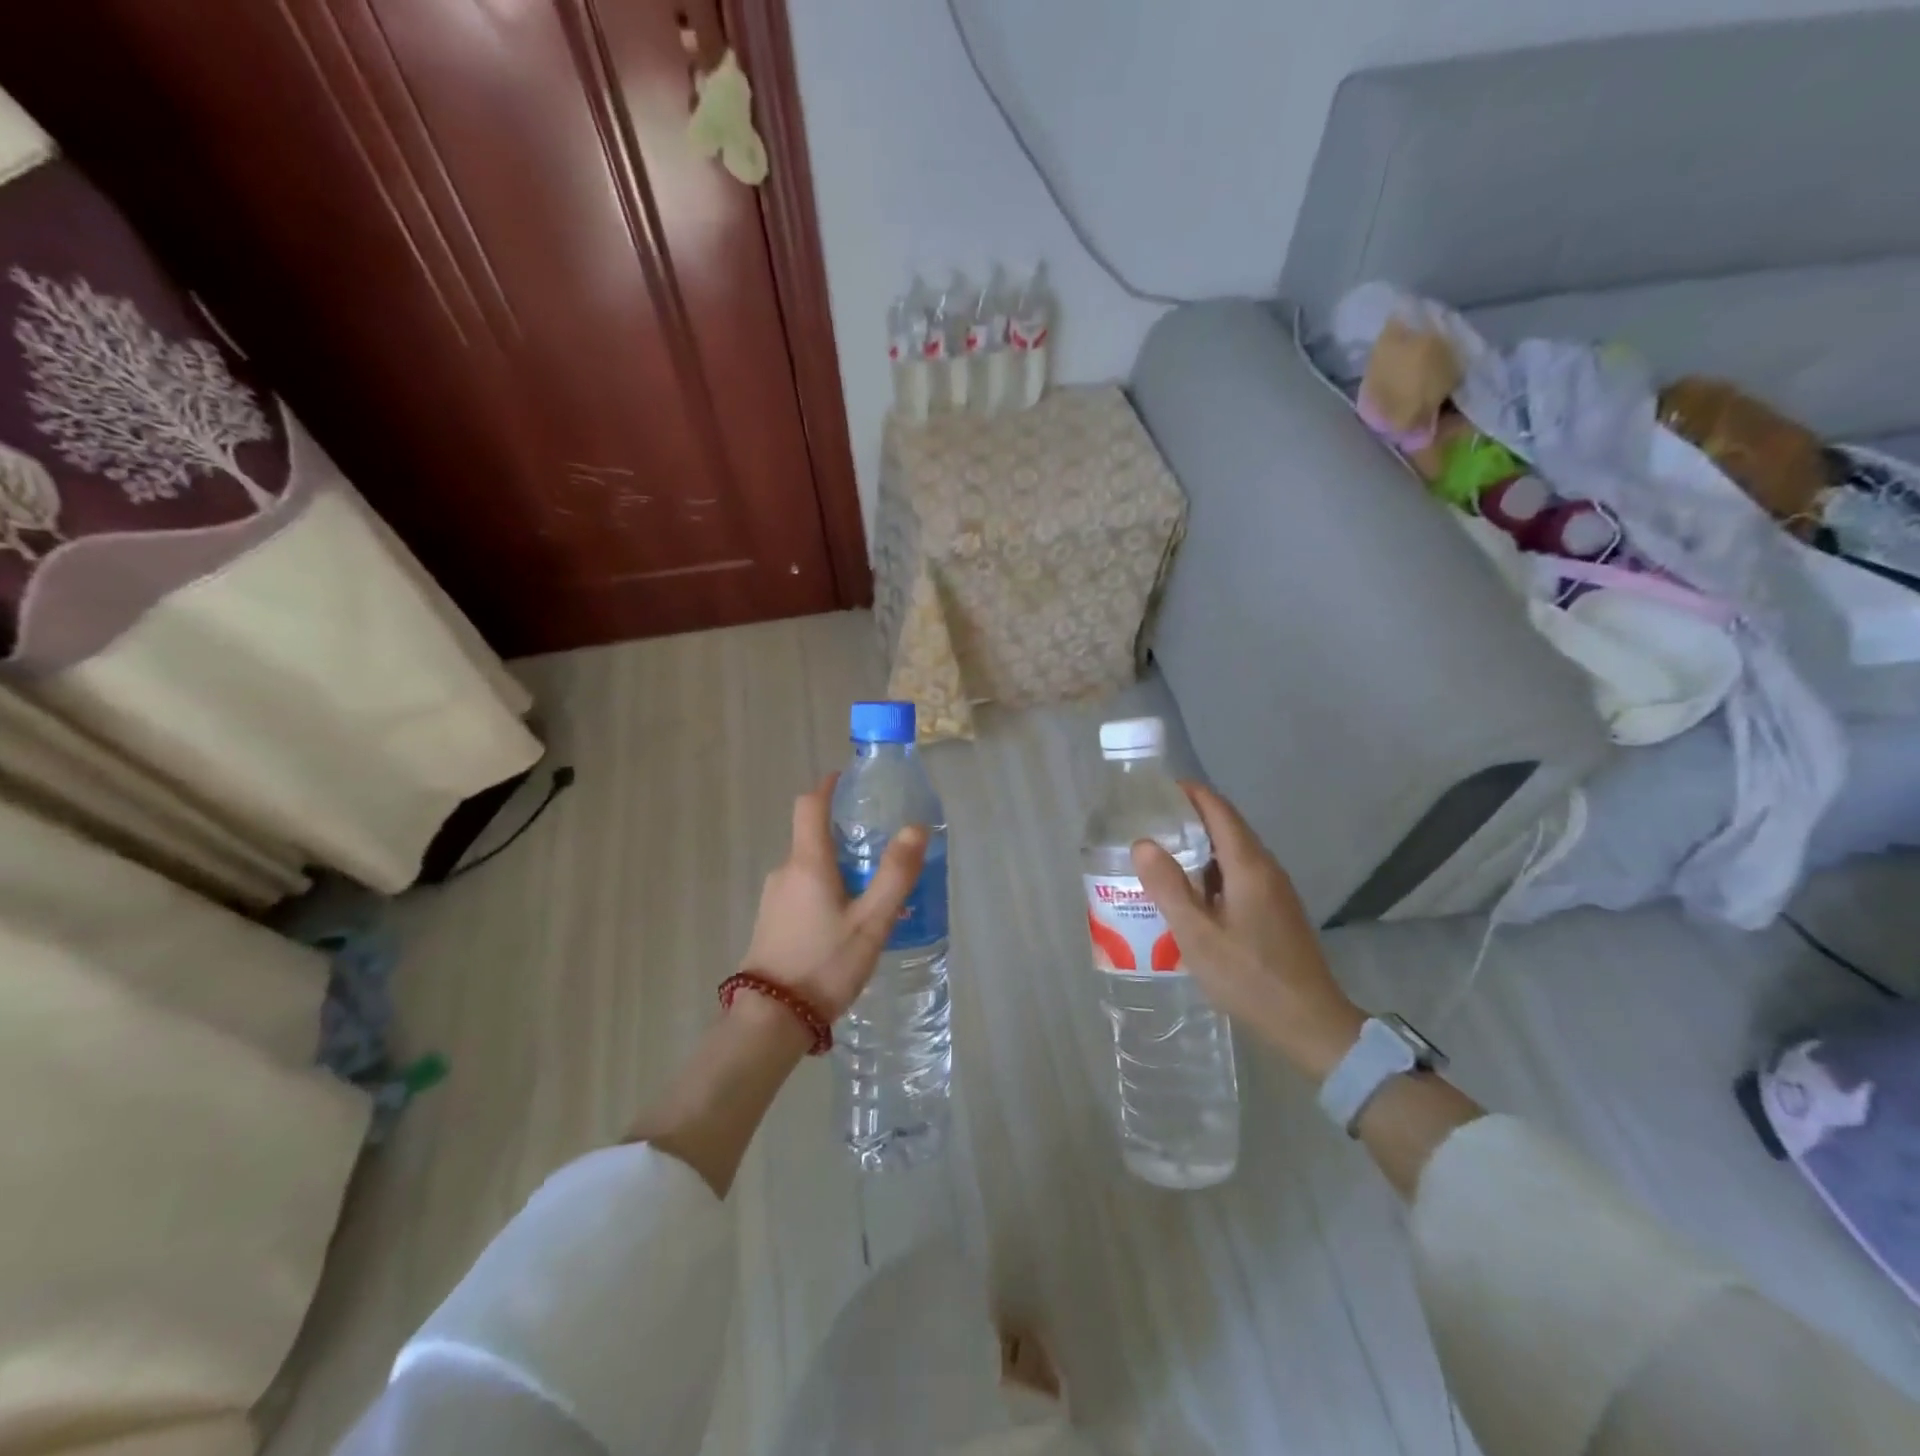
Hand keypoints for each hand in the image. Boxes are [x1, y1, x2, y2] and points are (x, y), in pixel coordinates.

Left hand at [739, 774, 927, 1020]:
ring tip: (872, 895)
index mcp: (807, 862)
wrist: (771, 1020)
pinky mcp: (771, 922)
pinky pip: (802, 892)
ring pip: (809, 869)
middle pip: (812, 837)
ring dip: (837, 869)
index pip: (809, 805)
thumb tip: (916, 827)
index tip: (847, 779)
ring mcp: (773, 898)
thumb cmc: (824, 964)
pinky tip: (847, 923)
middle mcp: (785, 872)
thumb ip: (895, 874)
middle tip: (879, 849)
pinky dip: (825, 892)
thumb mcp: (871, 921)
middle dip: (843, 835)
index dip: (827, 786)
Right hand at [1131, 783, 1363, 1080]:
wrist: (1311, 1024)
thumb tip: (1143, 843)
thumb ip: (1169, 887)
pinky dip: (1212, 871)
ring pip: (1234, 853)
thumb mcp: (1197, 936)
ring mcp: (1275, 891)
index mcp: (1249, 867)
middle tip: (1148, 823)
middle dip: (1190, 818)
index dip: (1190, 794)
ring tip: (1161, 855)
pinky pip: (1240, 875)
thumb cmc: (1250, 978)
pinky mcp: (1276, 911)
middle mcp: (1266, 869)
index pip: (1219, 810)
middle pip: (1227, 827)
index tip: (1156, 790)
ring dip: (1200, 847)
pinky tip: (1190, 894)